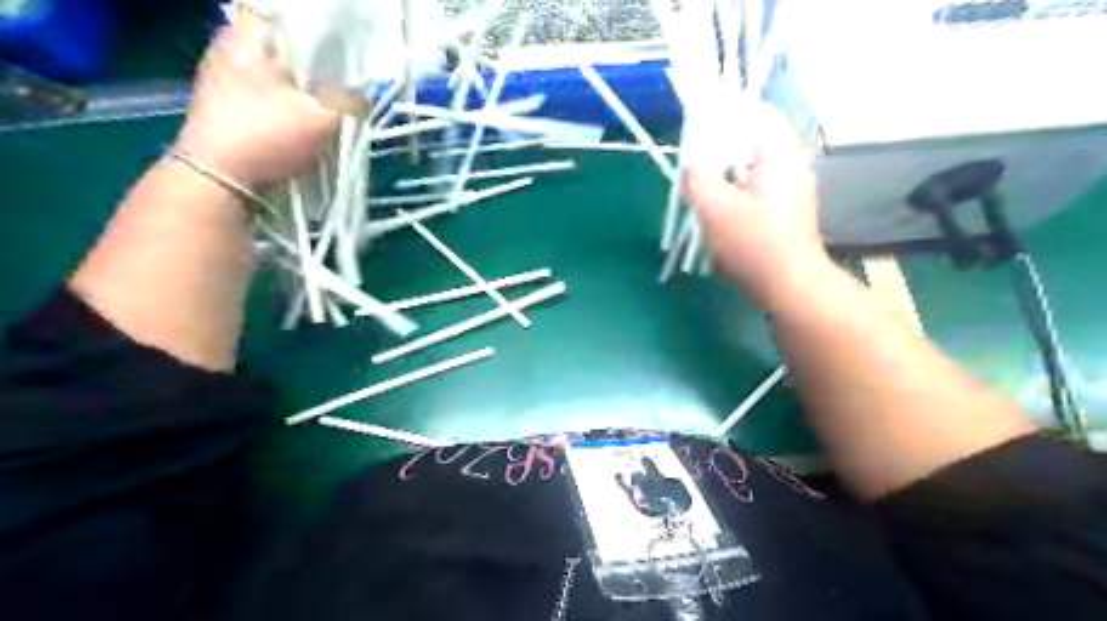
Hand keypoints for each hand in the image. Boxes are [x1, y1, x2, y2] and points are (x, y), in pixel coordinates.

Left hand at [172, 7, 344, 187]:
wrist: (219, 181)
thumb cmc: (266, 135)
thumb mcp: (321, 117)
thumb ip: (349, 101)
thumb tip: (363, 96)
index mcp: (245, 36)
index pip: (282, 12)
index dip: (316, 26)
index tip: (343, 44)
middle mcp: (230, 49)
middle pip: (282, 43)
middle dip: (315, 59)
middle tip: (346, 76)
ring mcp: (224, 79)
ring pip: (276, 72)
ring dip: (303, 85)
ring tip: (332, 101)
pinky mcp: (228, 108)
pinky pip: (268, 95)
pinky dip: (290, 103)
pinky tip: (308, 121)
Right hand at [685, 107, 830, 311]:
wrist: (788, 287)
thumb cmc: (753, 243)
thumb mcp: (714, 206)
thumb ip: (697, 175)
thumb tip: (692, 160)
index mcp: (779, 155)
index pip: (754, 113)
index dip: (723, 110)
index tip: (696, 116)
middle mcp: (790, 167)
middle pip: (749, 144)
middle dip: (718, 151)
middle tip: (692, 162)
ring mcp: (789, 192)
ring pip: (748, 171)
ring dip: (723, 177)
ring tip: (699, 191)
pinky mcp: (783, 214)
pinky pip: (752, 193)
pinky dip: (732, 196)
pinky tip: (716, 216)